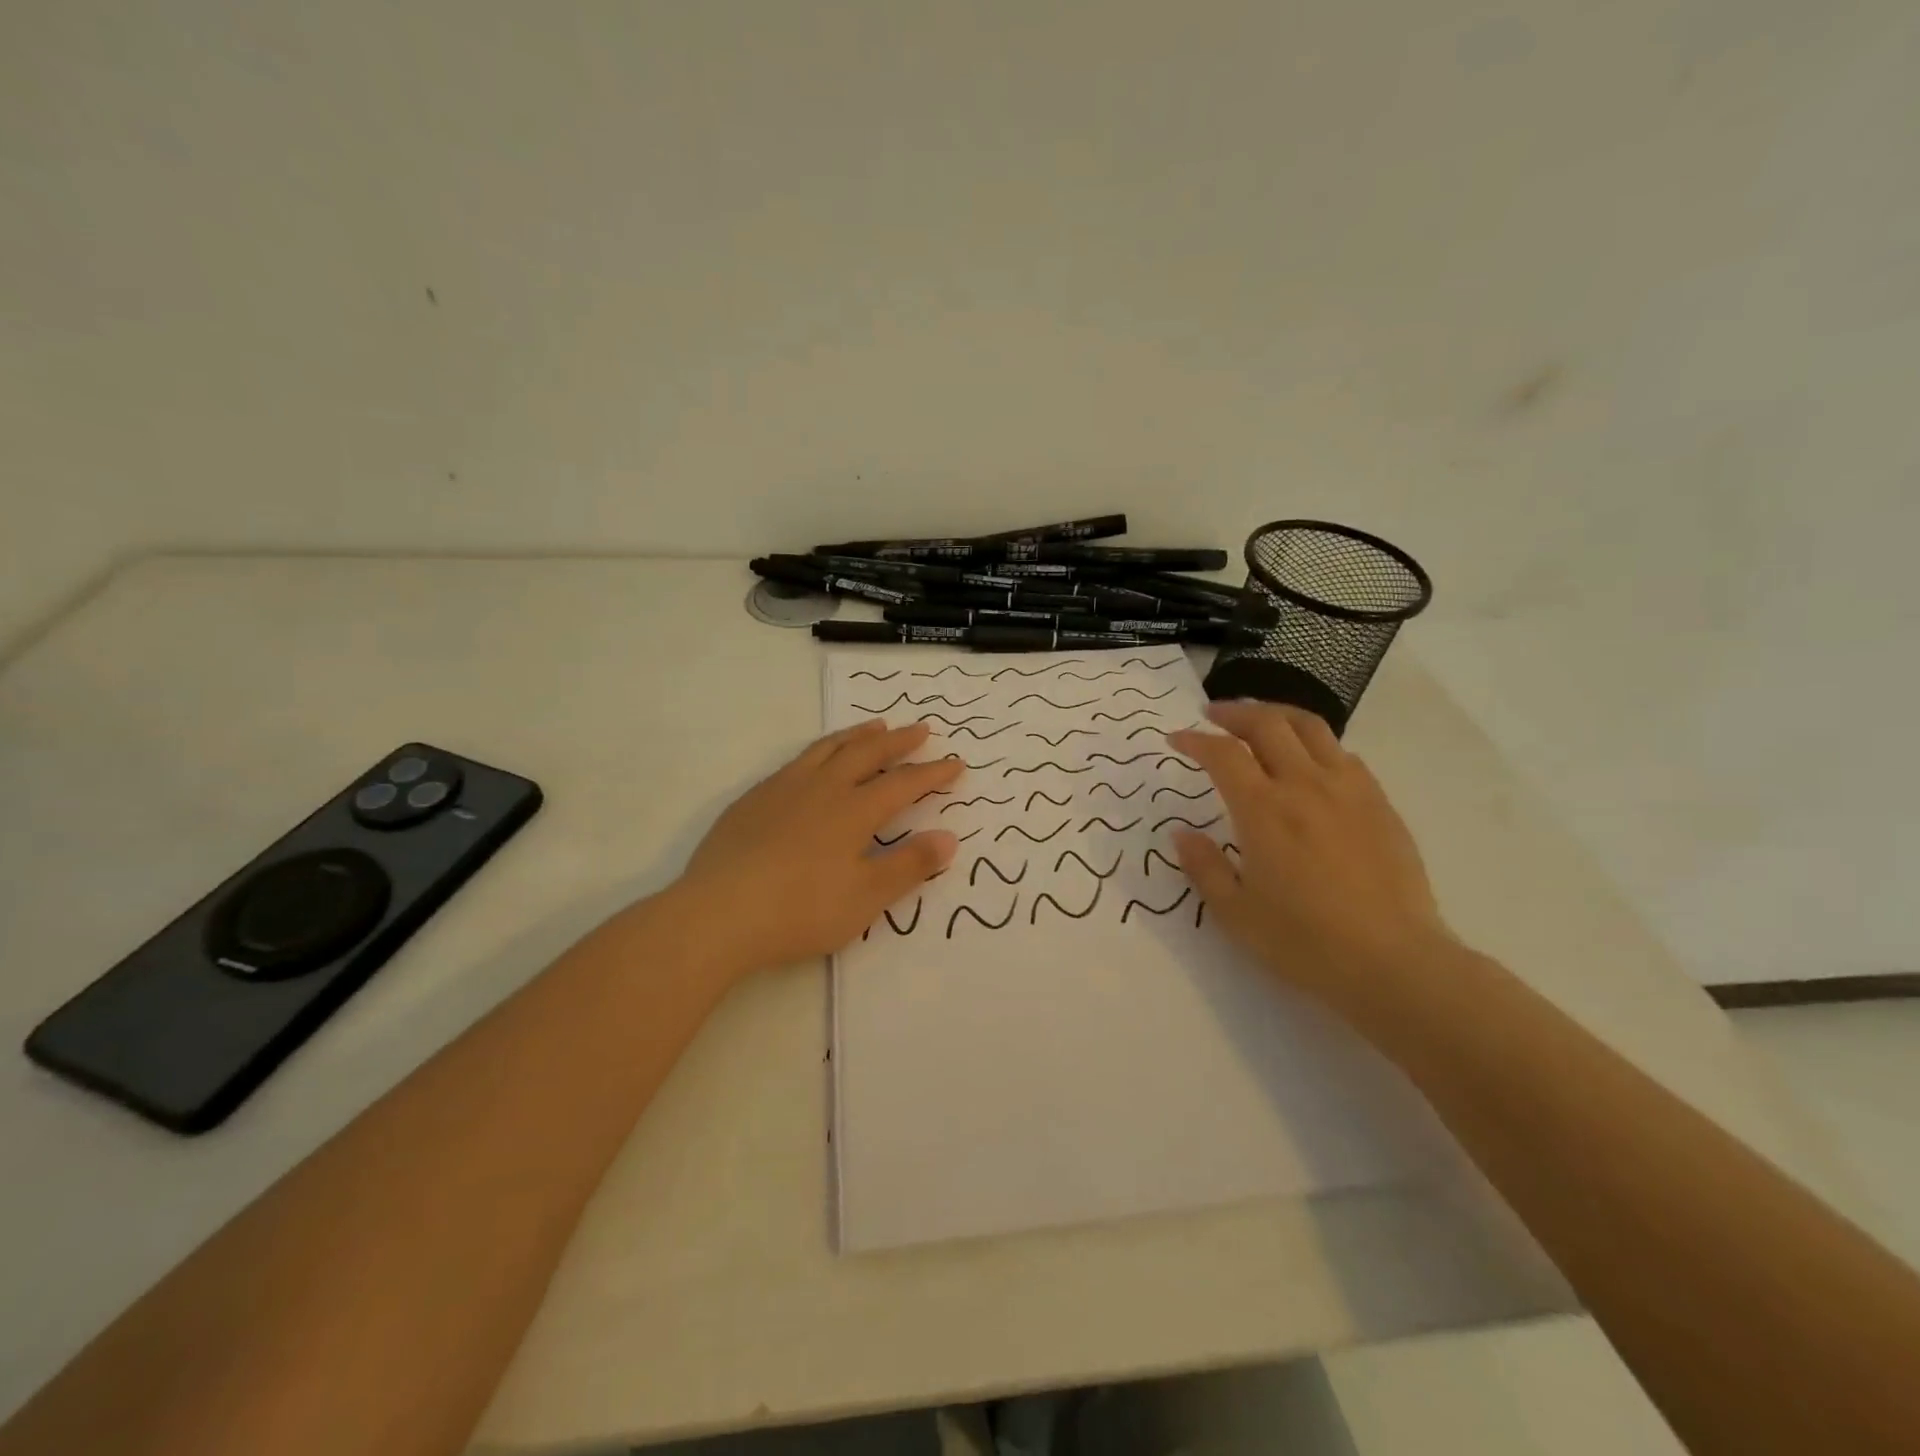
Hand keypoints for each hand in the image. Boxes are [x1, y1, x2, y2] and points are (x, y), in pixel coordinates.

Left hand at [670, 720, 961, 975]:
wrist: (719, 914)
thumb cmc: (801, 910)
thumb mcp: (866, 897)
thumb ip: (909, 865)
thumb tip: (949, 837)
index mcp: (854, 810)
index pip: (903, 784)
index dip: (932, 773)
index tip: (956, 763)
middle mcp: (822, 788)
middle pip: (867, 753)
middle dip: (899, 741)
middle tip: (921, 729)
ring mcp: (784, 789)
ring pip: (829, 749)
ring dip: (857, 735)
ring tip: (875, 725)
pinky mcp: (754, 799)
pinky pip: (796, 761)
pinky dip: (819, 750)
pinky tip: (816, 760)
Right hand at [1166, 702, 1452, 1007]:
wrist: (1394, 962)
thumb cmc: (1305, 942)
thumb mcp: (1236, 913)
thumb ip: (1204, 867)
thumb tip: (1182, 834)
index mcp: (1263, 810)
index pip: (1223, 754)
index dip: (1195, 740)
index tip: (1176, 739)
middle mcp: (1305, 786)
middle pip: (1267, 724)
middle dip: (1234, 712)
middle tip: (1213, 715)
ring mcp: (1348, 790)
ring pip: (1311, 727)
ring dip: (1277, 715)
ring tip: (1259, 721)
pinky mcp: (1379, 803)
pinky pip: (1343, 754)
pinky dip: (1315, 744)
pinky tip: (1308, 762)